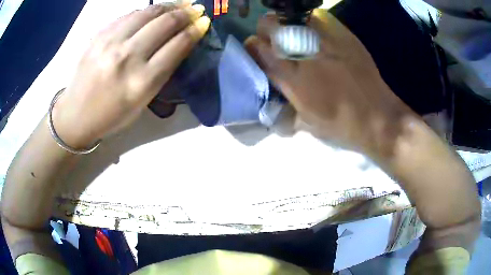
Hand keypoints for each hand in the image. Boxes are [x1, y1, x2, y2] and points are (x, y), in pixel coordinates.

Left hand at [52, 3, 209, 148]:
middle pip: (164, 24)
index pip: (177, 46)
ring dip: (168, 6)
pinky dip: (145, 11)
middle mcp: (127, 58)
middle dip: (186, 13)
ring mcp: (110, 43)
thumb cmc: (112, 115)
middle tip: (196, 9)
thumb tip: (179, 41)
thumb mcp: (143, 101)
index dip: (195, 30)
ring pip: (147, 12)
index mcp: (142, 82)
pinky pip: (128, 15)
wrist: (76, 115)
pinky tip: (152, 13)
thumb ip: (162, 71)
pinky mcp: (98, 36)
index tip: (204, 22)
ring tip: (179, 5)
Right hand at [245, 10, 415, 155]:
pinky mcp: (343, 35)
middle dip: (267, 30)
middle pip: (269, 24)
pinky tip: (318, 36)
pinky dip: (311, 22)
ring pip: (292, 16)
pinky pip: (318, 17)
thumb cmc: (341, 126)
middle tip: (277, 41)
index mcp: (291, 77)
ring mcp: (325, 39)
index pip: (257, 47)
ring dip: (289, 24)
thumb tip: (269, 106)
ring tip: (298, 37)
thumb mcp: (307, 124)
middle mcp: (303, 53)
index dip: (252, 46)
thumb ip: (284, 110)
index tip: (258, 51)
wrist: (378, 117)